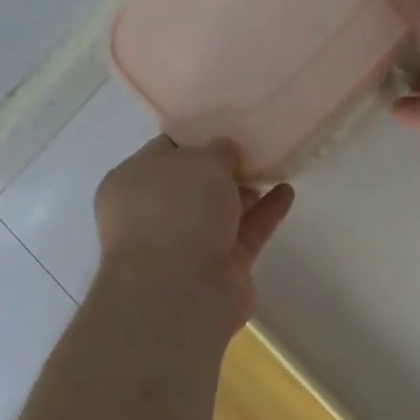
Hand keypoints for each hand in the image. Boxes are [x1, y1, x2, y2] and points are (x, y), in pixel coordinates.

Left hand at [93, 137, 293, 334]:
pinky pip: (245, 233)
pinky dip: (264, 213)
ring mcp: (187, 244)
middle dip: (224, 167)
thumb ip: (219, 150)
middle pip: (195, 183)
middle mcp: (155, 214)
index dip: (198, 137)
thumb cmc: (178, 212)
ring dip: (247, 190)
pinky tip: (286, 192)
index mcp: (133, 183)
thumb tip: (226, 154)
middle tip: (257, 146)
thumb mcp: (201, 161)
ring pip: (221, 210)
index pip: (166, 151)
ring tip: (277, 166)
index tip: (229, 126)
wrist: (181, 293)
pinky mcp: (219, 268)